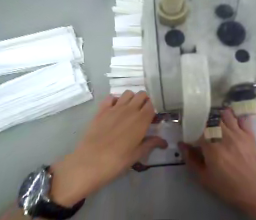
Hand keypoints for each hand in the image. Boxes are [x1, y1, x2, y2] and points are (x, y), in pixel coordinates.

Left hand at [48, 91, 168, 206]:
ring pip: (127, 93)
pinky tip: (114, 110)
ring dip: (131, 98)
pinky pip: (110, 97)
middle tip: (142, 112)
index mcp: (141, 120)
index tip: (151, 117)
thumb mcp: (137, 154)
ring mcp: (114, 108)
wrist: (90, 162)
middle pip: (141, 95)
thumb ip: (151, 143)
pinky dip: (115, 100)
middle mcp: (130, 109)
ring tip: (129, 110)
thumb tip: (165, 142)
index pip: (151, 105)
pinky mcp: (101, 110)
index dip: (152, 109)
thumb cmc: (118, 160)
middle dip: (144, 100)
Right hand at [180, 108, 255, 209]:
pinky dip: (236, 116)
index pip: (196, 128)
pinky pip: (242, 117)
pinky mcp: (249, 134)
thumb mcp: (204, 177)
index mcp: (211, 146)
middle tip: (201, 126)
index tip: (188, 130)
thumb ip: (190, 159)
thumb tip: (181, 144)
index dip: (190, 127)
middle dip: (203, 119)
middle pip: (210, 118)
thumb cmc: (227, 186)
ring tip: (215, 122)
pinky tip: (231, 120)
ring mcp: (238, 133)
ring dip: (218, 116)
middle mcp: (224, 135)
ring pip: (225, 114)